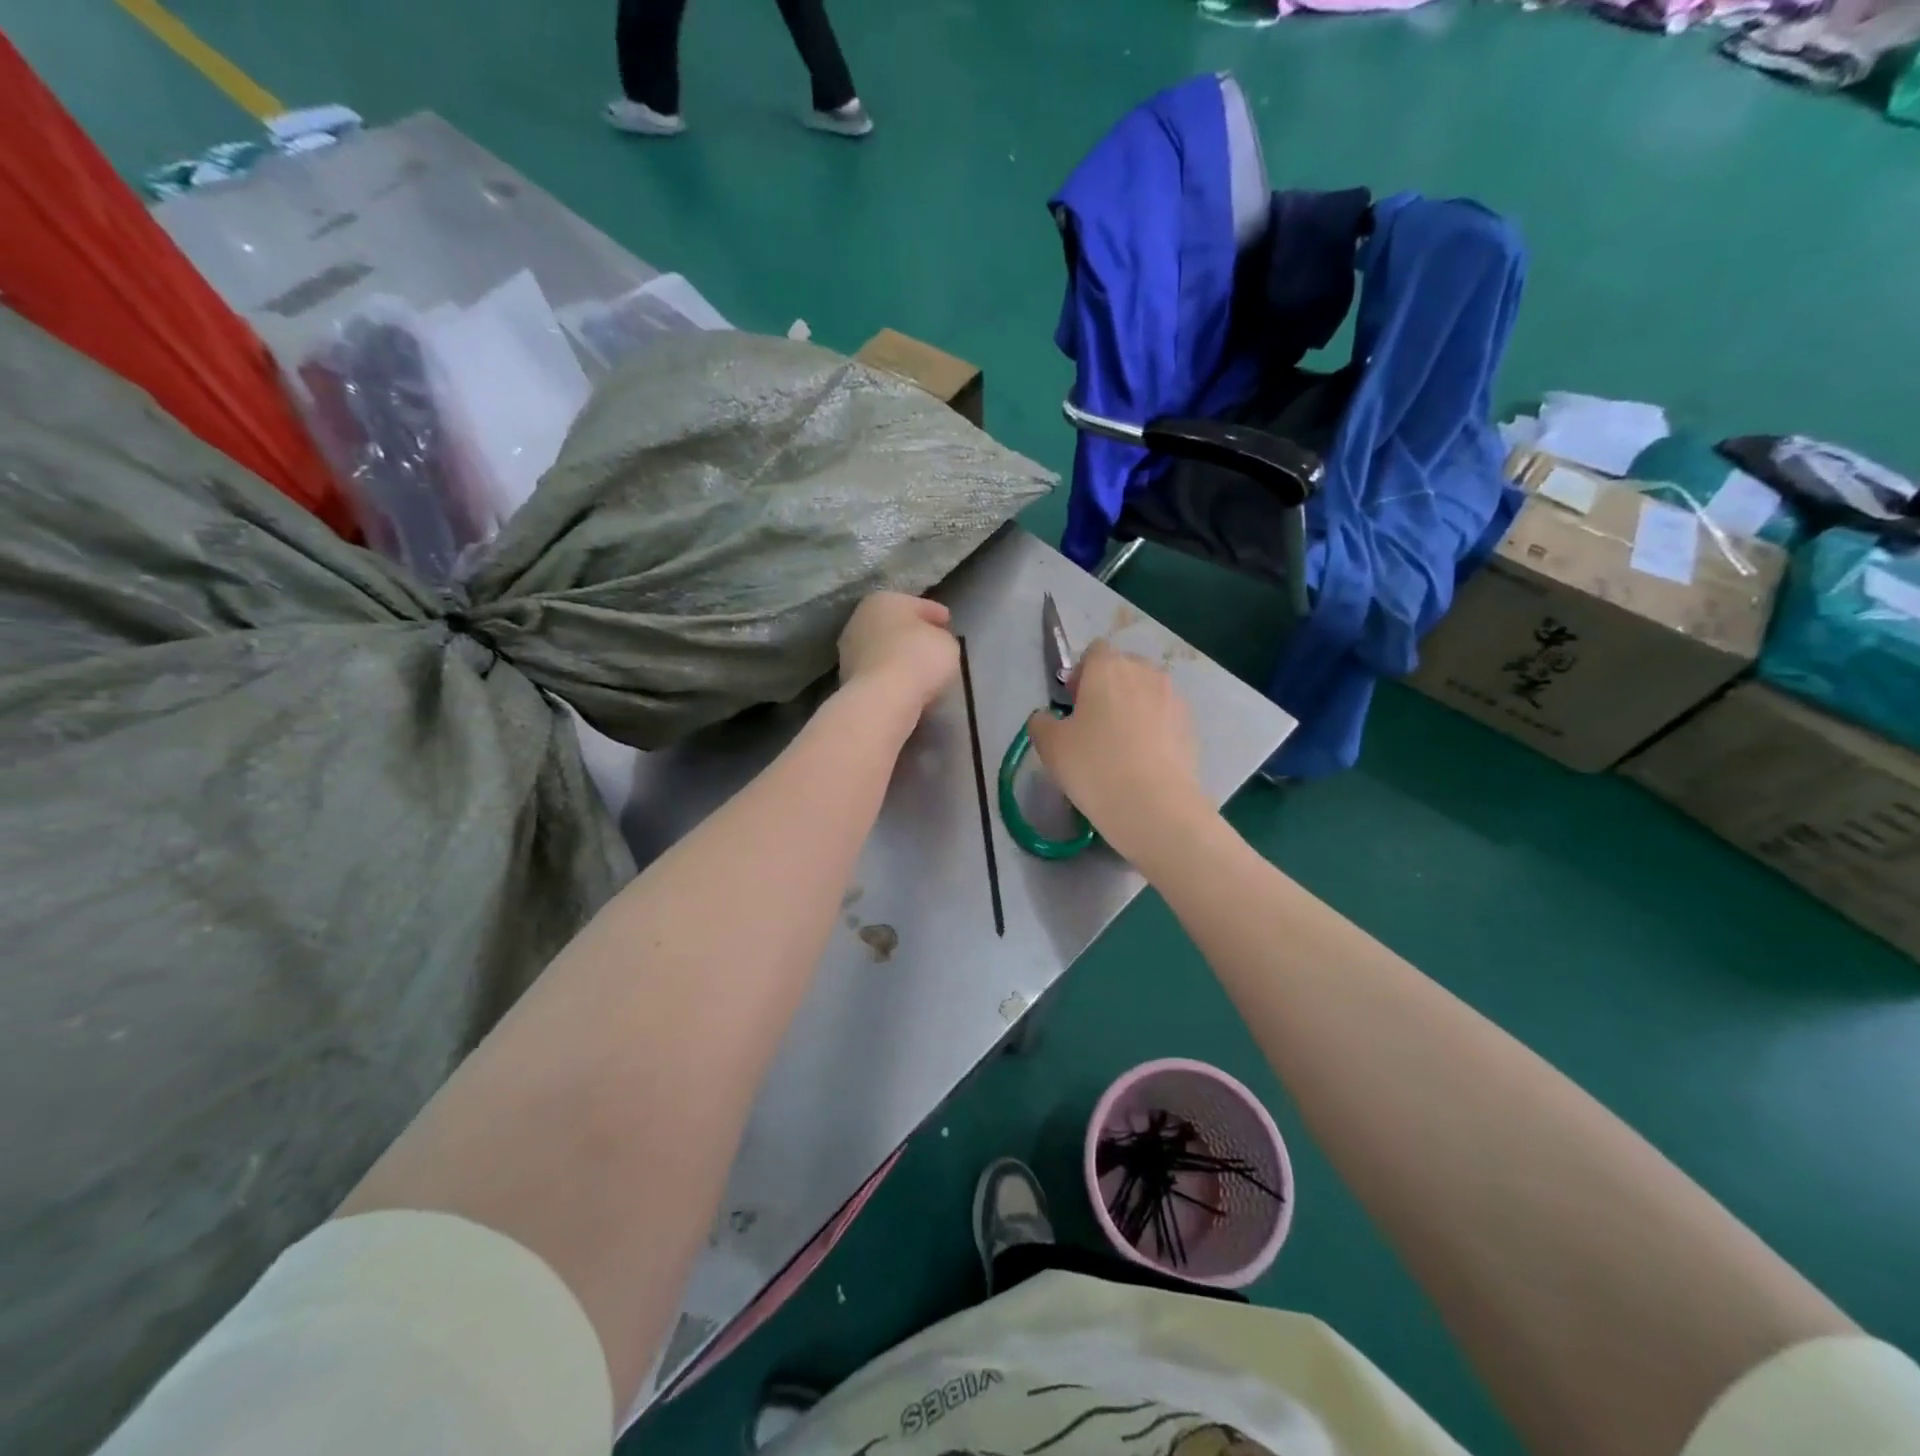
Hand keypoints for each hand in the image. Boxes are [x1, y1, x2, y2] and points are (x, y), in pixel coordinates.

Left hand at [837, 592, 958, 716]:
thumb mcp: (947, 643)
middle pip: (896, 625)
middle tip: (934, 645)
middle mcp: (861, 618)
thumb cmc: (919, 658)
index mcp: (885, 600)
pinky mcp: (847, 677)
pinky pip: (878, 671)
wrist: (883, 697)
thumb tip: (934, 642)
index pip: (918, 604)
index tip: (948, 623)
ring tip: (920, 669)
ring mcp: (849, 649)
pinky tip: (905, 684)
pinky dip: (890, 675)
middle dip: (913, 633)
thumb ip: (942, 637)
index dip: (936, 613)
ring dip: (899, 656)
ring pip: (883, 649)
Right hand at [1026, 640, 1213, 862]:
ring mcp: (1174, 698)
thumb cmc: (1093, 766)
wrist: (1154, 806)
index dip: (1081, 673)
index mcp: (1108, 668)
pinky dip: (1154, 730)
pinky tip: (1143, 761)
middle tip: (1094, 725)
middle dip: (1110, 688)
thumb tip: (1046, 718)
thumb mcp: (1050, 746)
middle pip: (1124, 668)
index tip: (1073, 704)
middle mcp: (1145, 673)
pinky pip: (1165, 718)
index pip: (1095, 651)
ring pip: (1148, 693)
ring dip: (1134, 708)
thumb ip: (1042, 722)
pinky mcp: (1191, 726)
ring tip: (1122, 746)